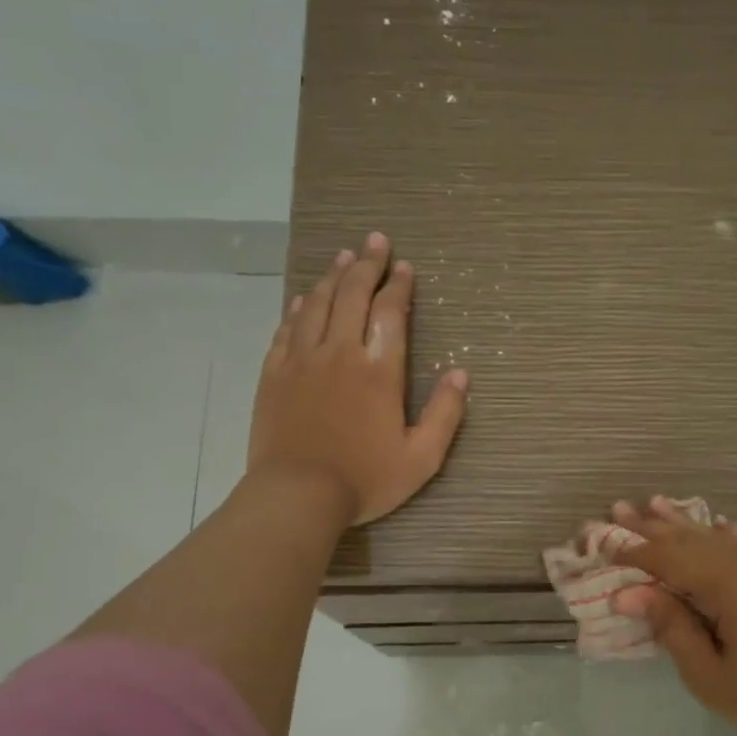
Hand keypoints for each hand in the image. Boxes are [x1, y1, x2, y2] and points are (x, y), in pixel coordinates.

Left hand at [249, 231, 467, 525]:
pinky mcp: (275, 374)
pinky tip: (305, 297)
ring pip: (318, 304)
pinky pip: (288, 328)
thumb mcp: (422, 457)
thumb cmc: (365, 479)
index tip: (404, 266)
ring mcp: (302, 360)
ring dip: (334, 277)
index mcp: (379, 370)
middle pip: (353, 295)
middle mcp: (340, 352)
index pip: (391, 312)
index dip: (399, 285)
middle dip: (367, 264)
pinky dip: (299, 307)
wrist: (297, 495)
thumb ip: (445, 414)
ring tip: (345, 256)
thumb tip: (461, 374)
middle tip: (376, 241)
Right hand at [610, 498, 736, 735]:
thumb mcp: (710, 676)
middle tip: (621, 508)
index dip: (637, 552)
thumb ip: (670, 626)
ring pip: (724, 537)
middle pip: (695, 538)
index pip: (672, 559)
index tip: (605, 542)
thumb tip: (628, 594)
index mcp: (735, 582)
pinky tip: (711, 526)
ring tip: (655, 504)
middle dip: (655, 527)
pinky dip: (723, 539)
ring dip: (687, 526)